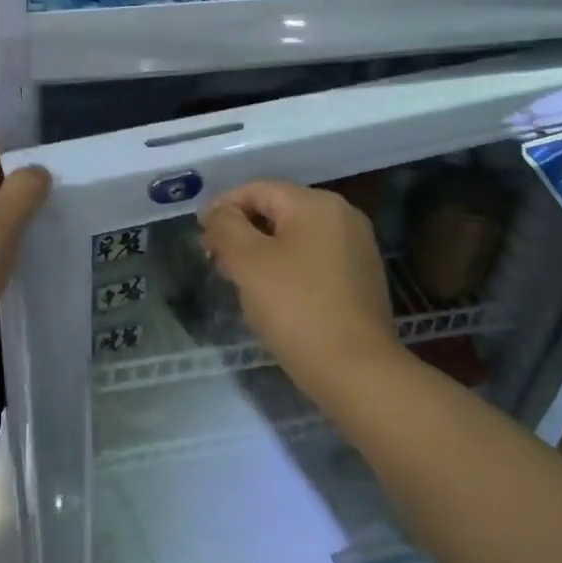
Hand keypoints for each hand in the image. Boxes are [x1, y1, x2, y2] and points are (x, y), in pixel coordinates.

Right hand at [200, 181, 397, 390]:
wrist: (356, 372)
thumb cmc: (296, 309)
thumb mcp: (248, 262)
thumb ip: (225, 227)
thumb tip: (216, 212)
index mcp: (317, 204)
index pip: (257, 190)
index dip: (222, 208)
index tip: (201, 238)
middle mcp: (342, 216)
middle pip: (277, 211)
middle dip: (241, 232)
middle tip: (215, 262)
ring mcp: (356, 248)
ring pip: (294, 237)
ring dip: (261, 252)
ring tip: (238, 280)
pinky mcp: (360, 278)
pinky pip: (313, 259)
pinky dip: (286, 268)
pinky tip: (271, 295)